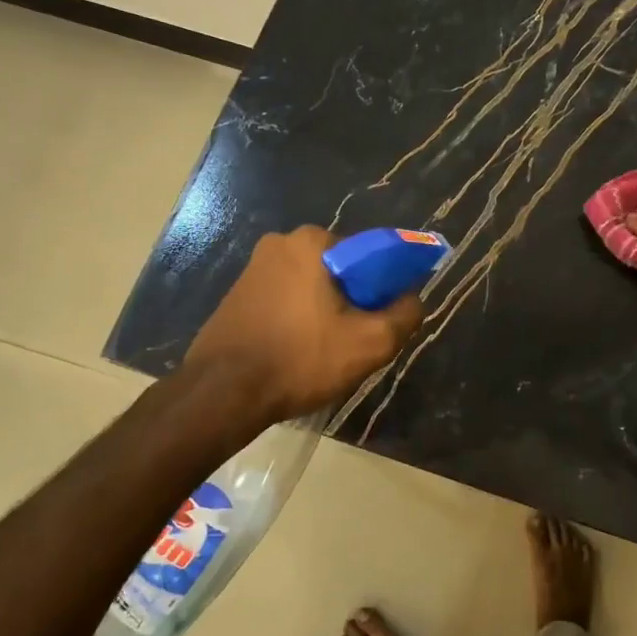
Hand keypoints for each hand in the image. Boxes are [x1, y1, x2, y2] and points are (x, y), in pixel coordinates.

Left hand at [185, 226, 423, 420]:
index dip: (386, 286)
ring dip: (327, 310)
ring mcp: (253, 268)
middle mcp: (281, 243)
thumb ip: (405, 315)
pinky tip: (299, 351)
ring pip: (312, 286)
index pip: (370, 254)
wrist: (222, 393)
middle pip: (340, 269)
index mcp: (313, 241)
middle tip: (357, 338)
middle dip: (355, 299)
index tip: (385, 318)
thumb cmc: (300, 359)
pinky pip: (285, 299)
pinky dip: (300, 318)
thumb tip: (414, 299)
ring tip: (327, 350)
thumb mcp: (370, 343)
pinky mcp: (237, 294)